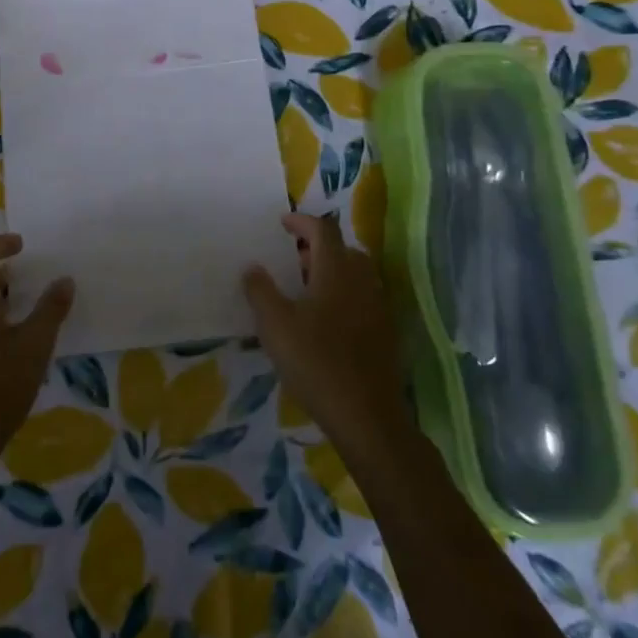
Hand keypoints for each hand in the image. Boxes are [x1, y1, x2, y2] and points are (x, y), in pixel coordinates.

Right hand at [243, 214, 412, 467]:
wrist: (367, 416)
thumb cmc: (316, 362)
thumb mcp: (275, 325)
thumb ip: (260, 291)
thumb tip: (252, 266)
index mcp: (336, 271)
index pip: (323, 230)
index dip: (302, 222)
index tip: (282, 224)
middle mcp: (362, 281)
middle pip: (343, 249)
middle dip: (317, 248)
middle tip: (292, 259)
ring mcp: (378, 307)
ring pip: (355, 274)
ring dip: (331, 271)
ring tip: (305, 289)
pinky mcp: (384, 333)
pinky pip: (362, 298)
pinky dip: (343, 294)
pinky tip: (324, 320)